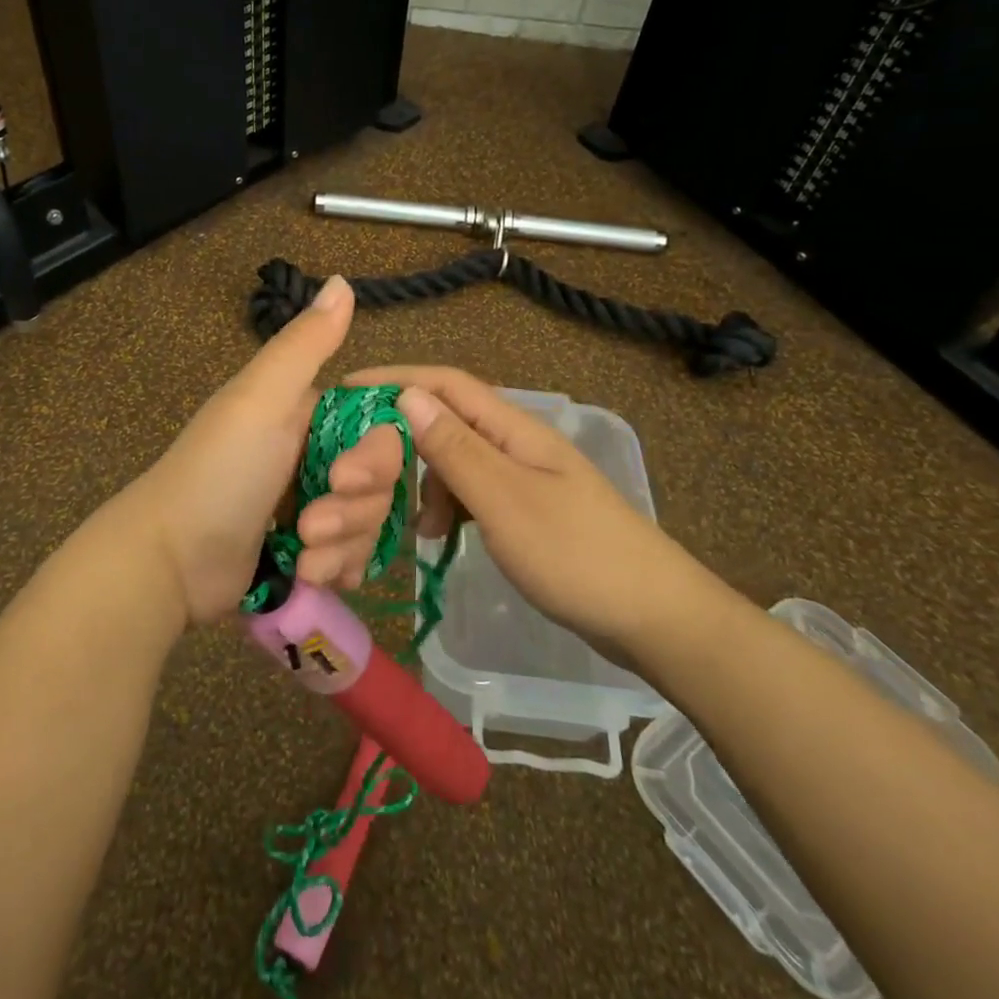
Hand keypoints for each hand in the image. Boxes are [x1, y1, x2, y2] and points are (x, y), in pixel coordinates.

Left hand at [125, 277, 407, 624]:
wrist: (169, 562)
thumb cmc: (219, 473)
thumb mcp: (261, 400)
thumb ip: (305, 344)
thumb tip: (341, 279)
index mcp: (310, 413)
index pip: (381, 428)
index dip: (378, 459)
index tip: (345, 478)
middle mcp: (317, 454)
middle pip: (381, 482)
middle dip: (353, 511)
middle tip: (309, 527)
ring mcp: (313, 504)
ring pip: (370, 523)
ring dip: (342, 546)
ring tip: (302, 559)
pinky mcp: (308, 551)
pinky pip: (353, 556)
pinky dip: (337, 569)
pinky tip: (309, 577)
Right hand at [345, 365, 695, 656]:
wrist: (654, 618)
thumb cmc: (576, 555)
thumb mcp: (504, 500)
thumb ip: (455, 448)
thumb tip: (407, 395)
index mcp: (513, 428)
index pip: (444, 384)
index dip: (394, 380)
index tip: (344, 392)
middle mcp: (515, 443)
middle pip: (445, 422)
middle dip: (400, 441)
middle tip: (361, 473)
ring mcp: (522, 478)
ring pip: (454, 461)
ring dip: (423, 482)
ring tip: (409, 526)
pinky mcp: (524, 511)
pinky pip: (470, 493)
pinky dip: (445, 507)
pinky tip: (436, 536)